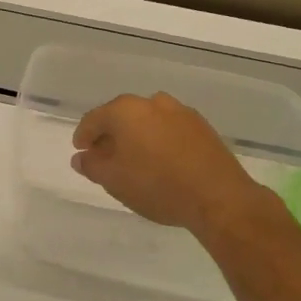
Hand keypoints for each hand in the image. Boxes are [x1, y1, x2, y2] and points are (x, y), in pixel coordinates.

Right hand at [71, 92, 283, 238]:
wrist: (219, 198)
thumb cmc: (157, 185)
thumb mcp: (114, 180)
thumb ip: (91, 165)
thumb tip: (82, 157)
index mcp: (125, 110)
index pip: (94, 119)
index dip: (84, 136)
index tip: (80, 151)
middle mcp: (152, 102)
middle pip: (121, 117)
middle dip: (111, 135)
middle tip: (105, 158)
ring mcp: (180, 112)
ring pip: (148, 121)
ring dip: (137, 137)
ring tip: (135, 161)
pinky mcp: (202, 127)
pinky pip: (170, 130)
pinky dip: (159, 141)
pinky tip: (161, 162)